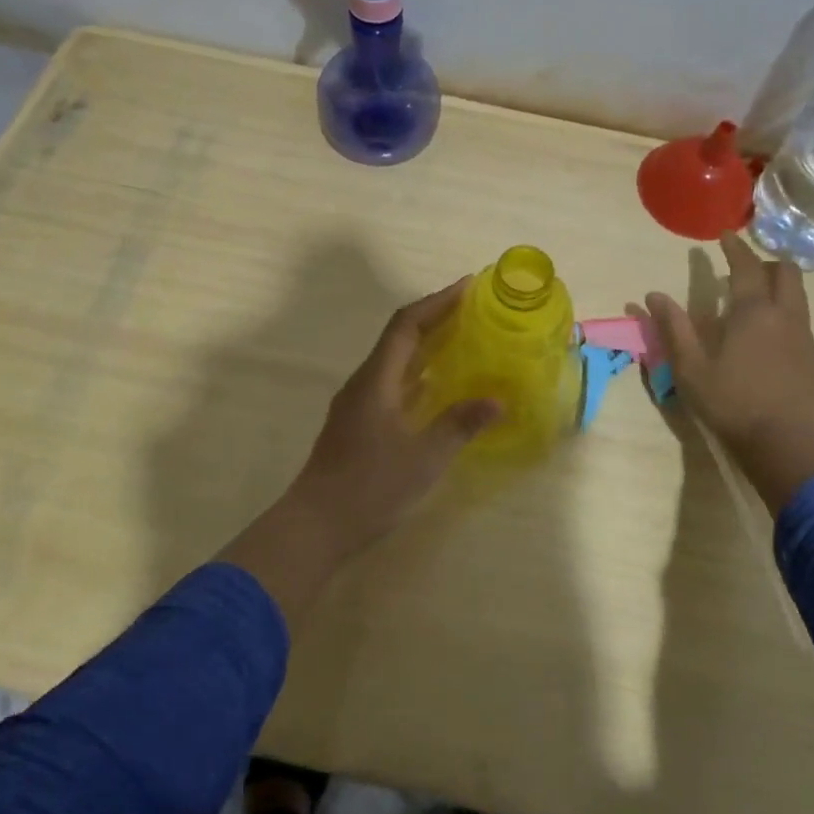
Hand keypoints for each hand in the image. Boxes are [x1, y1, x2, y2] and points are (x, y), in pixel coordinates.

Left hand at [218, 280, 499, 620]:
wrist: (315, 526)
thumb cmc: (370, 487)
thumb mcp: (424, 457)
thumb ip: (460, 424)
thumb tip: (498, 401)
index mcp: (376, 380)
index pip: (406, 325)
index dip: (437, 302)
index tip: (468, 287)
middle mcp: (364, 383)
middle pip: (399, 337)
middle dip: (435, 318)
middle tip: (473, 310)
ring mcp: (358, 404)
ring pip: (395, 361)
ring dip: (426, 345)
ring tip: (463, 339)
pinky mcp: (359, 424)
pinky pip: (392, 384)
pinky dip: (418, 375)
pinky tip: (439, 386)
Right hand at [642, 234, 813, 511]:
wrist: (783, 442)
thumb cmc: (730, 402)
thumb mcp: (690, 367)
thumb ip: (673, 328)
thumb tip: (652, 296)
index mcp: (753, 312)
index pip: (746, 267)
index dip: (735, 248)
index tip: (724, 236)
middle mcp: (784, 315)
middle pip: (786, 272)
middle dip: (765, 262)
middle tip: (742, 268)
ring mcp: (803, 335)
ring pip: (798, 293)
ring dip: (777, 284)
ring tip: (753, 296)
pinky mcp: (812, 356)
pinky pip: (800, 316)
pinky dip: (784, 307)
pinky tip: (767, 331)